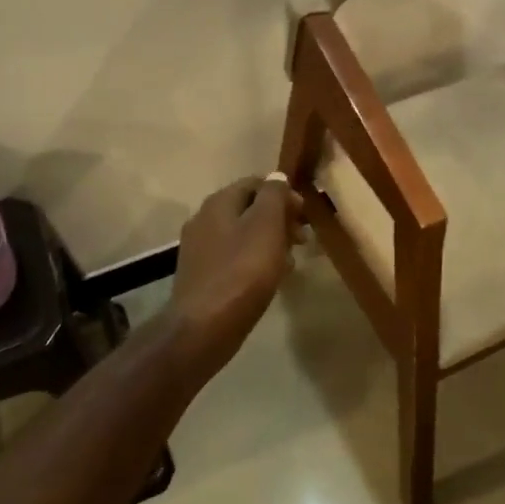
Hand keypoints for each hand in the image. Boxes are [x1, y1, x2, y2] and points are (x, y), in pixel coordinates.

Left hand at [167, 172, 303, 375]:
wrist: (204, 326)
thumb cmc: (242, 272)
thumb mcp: (266, 226)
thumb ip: (274, 196)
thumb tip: (277, 177)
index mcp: (219, 203)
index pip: (255, 183)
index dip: (284, 194)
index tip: (305, 216)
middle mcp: (204, 219)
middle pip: (248, 209)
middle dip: (279, 219)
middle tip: (301, 240)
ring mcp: (199, 249)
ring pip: (242, 235)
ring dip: (269, 242)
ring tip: (290, 261)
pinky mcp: (202, 275)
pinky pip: (234, 258)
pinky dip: (255, 261)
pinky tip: (270, 279)